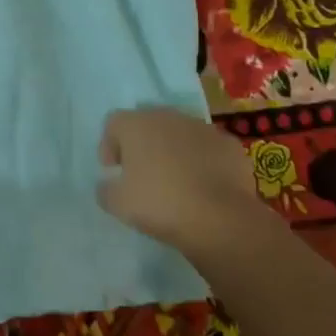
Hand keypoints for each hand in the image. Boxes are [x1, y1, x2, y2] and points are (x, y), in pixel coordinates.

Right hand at [96, 107, 274, 259]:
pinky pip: (208, 149)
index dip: (109, 146)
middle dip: (143, 146)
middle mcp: (167, 116)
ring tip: (176, 182)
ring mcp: (202, 128)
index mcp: (136, 124)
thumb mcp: (118, 204)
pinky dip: (203, 161)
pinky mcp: (229, 145)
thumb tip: (108, 184)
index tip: (113, 171)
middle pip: (147, 124)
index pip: (113, 123)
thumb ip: (105, 189)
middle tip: (143, 175)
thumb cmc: (160, 204)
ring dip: (174, 151)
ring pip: (179, 134)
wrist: (221, 219)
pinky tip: (205, 186)